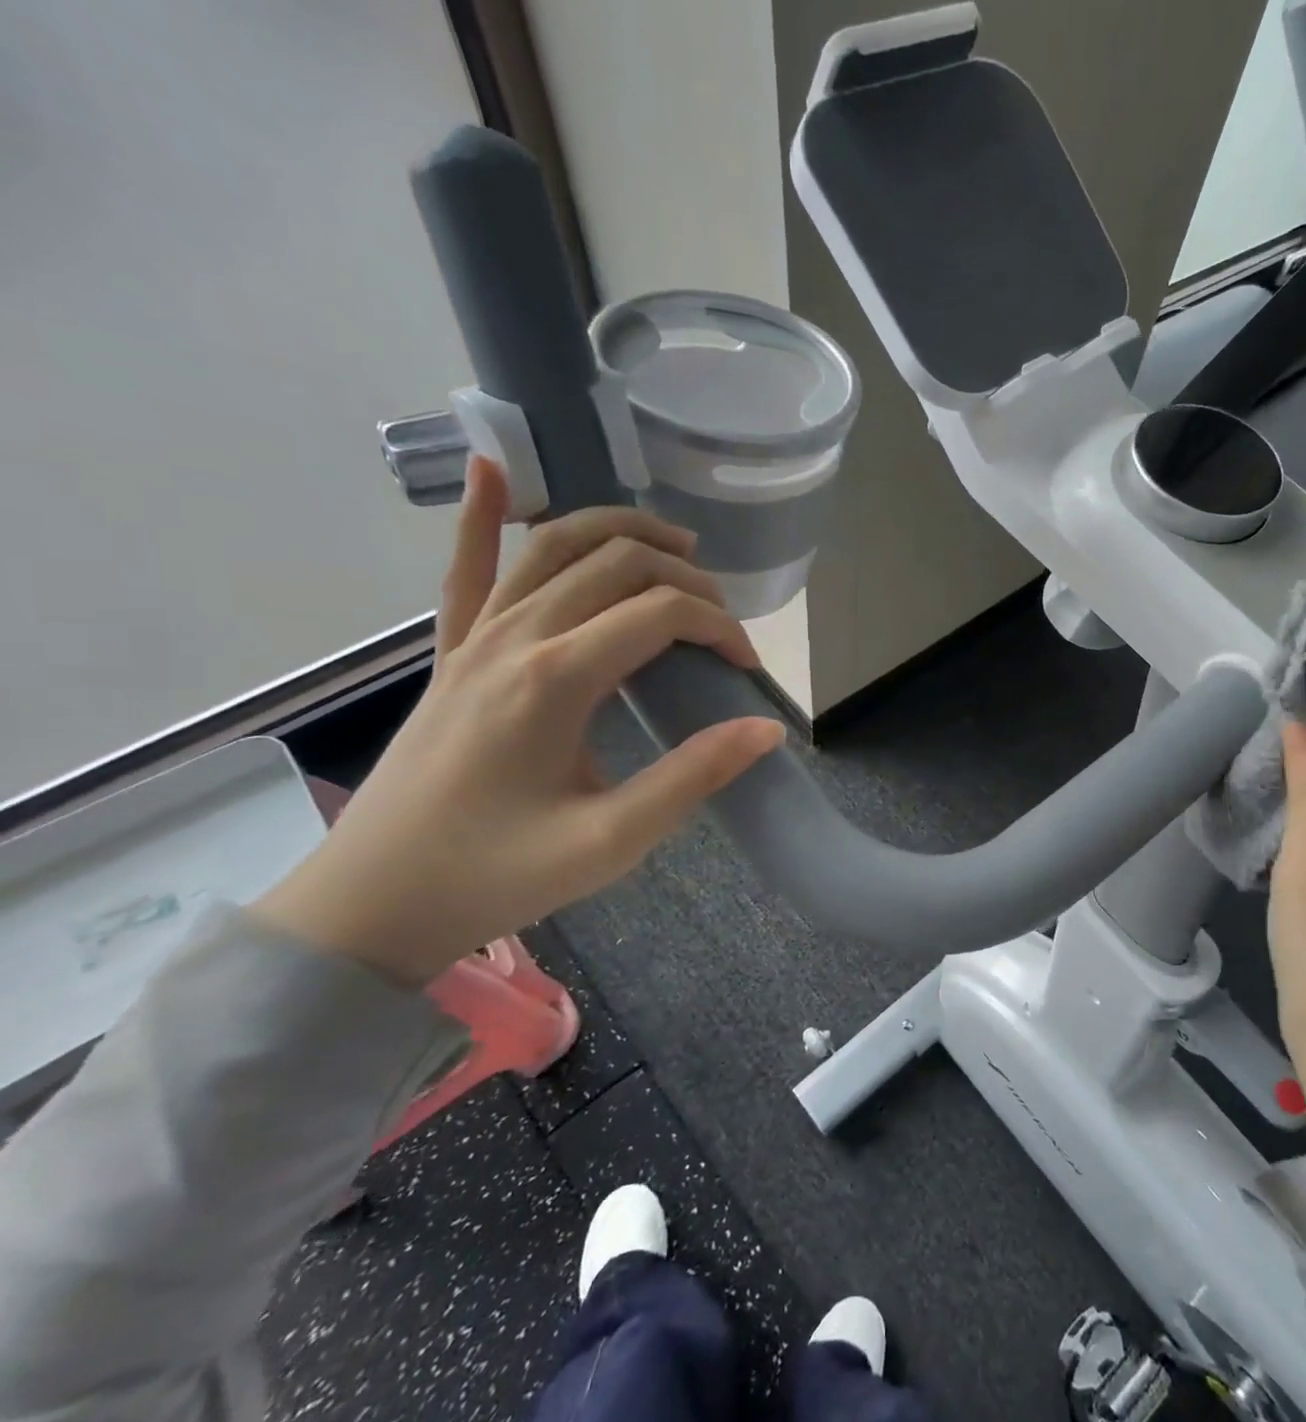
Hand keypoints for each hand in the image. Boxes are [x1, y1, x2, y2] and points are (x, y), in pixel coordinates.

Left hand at [255, 458, 784, 985]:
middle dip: (687, 579)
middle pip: (618, 563)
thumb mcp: (610, 841)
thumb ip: (692, 777)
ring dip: (620, 531)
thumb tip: (765, 728)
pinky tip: (493, 469)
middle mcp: (516, 636)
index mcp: (557, 678)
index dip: (720, 628)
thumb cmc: (497, 874)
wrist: (373, 902)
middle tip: (723, 623)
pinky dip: (480, 514)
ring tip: (674, 545)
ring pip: (554, 545)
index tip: (747, 667)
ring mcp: (475, 636)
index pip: (662, 612)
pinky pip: (466, 567)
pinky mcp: (450, 651)